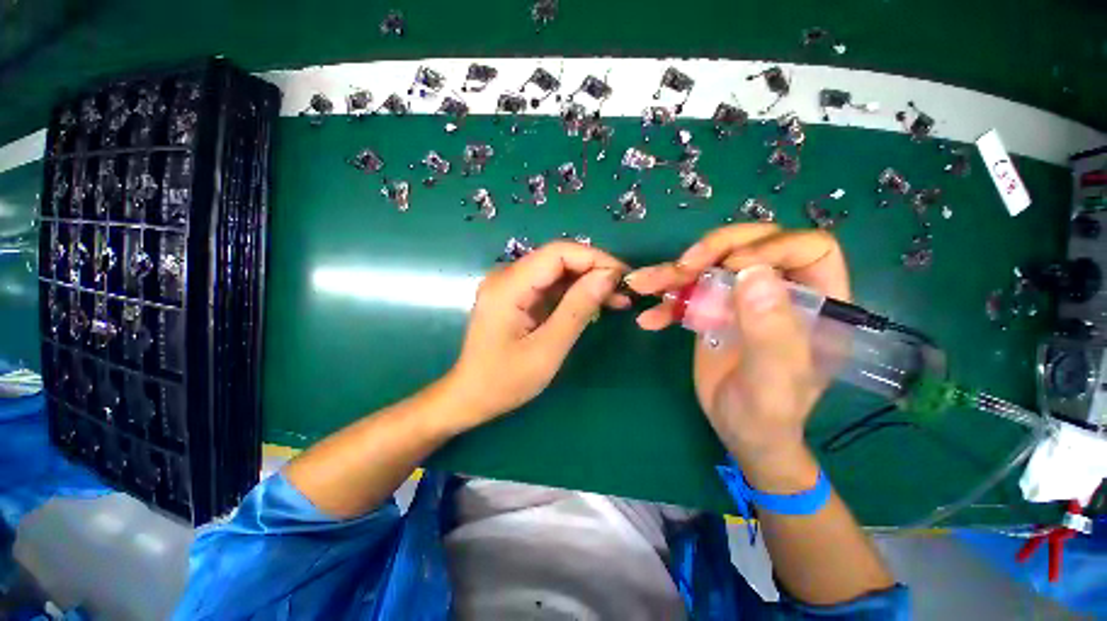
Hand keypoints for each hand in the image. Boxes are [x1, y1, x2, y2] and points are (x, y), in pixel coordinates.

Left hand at [443, 241, 627, 431]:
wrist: (471, 397)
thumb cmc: (505, 381)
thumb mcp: (547, 349)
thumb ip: (577, 309)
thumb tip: (608, 276)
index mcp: (508, 285)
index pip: (558, 252)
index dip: (595, 259)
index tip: (623, 278)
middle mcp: (506, 276)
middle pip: (558, 259)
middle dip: (594, 271)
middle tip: (624, 292)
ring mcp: (510, 285)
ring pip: (557, 271)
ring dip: (587, 283)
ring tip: (617, 300)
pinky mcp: (516, 296)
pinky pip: (550, 286)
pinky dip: (574, 294)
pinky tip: (595, 306)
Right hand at [625, 225, 849, 483]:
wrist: (739, 432)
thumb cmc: (768, 413)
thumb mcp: (773, 379)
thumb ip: (770, 330)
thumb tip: (752, 273)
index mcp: (818, 302)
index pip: (807, 248)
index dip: (770, 247)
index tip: (732, 268)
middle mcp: (780, 292)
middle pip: (751, 245)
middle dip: (713, 250)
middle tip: (682, 268)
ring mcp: (743, 299)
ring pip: (712, 264)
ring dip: (674, 272)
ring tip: (643, 284)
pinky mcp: (714, 311)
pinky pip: (689, 293)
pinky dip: (665, 302)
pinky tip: (649, 319)